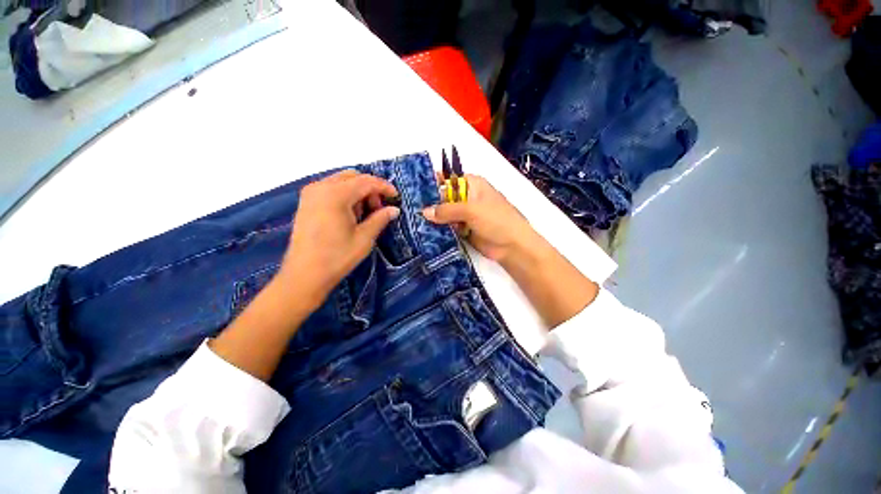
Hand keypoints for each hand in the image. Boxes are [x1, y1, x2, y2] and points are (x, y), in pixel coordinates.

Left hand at [279, 170, 398, 308]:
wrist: (305, 275)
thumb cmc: (337, 257)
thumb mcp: (364, 238)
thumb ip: (380, 219)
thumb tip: (394, 209)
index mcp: (336, 194)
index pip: (366, 181)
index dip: (384, 187)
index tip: (396, 197)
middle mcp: (321, 187)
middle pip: (353, 177)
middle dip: (370, 188)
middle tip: (379, 208)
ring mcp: (311, 193)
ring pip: (342, 181)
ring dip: (358, 191)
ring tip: (364, 214)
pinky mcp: (306, 202)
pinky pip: (331, 189)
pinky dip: (345, 195)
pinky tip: (350, 214)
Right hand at [424, 173, 596, 327]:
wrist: (512, 246)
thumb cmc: (496, 219)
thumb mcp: (471, 210)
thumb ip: (447, 209)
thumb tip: (424, 212)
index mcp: (472, 184)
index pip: (447, 179)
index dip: (432, 183)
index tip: (412, 189)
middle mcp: (467, 197)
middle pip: (444, 197)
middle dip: (430, 203)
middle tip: (408, 207)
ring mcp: (465, 214)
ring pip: (445, 213)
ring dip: (433, 218)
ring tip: (412, 220)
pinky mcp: (464, 229)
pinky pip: (448, 227)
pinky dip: (439, 229)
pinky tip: (424, 231)